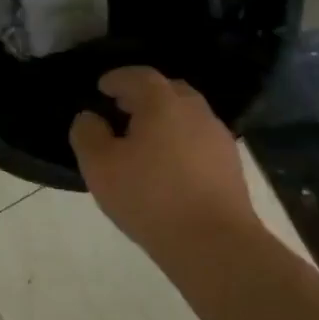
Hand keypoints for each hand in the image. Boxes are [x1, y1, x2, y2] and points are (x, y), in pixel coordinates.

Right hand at [69, 68, 259, 257]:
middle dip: (144, 95)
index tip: (102, 88)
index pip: (138, 76)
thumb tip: (90, 118)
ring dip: (164, 119)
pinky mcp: (230, 166)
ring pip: (187, 116)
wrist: (214, 243)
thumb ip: (87, 134)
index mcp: (162, 104)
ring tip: (142, 140)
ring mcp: (218, 138)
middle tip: (122, 109)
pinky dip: (180, 141)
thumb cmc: (149, 197)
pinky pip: (199, 140)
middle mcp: (195, 112)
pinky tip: (167, 166)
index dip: (117, 78)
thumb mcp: (99, 166)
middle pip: (169, 90)